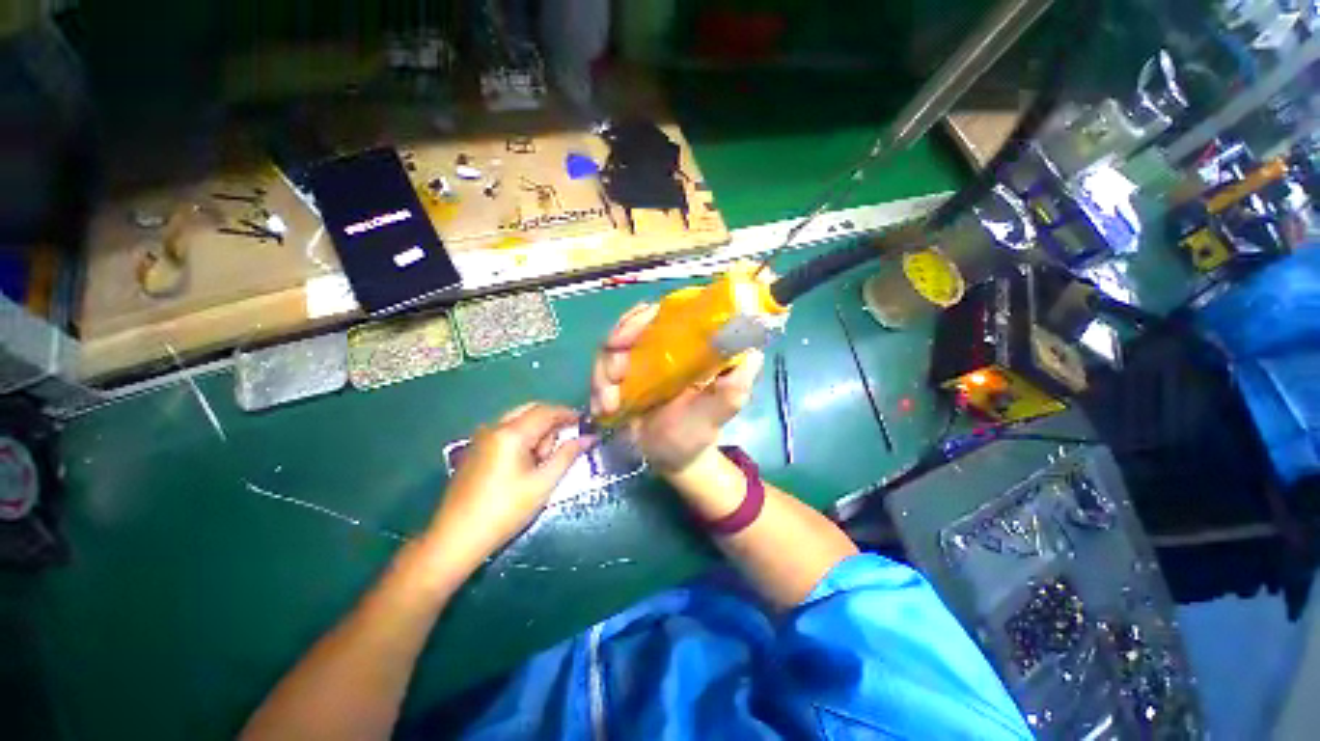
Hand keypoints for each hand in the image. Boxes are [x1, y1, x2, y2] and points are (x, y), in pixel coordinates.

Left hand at [428, 404, 592, 567]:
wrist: (456, 538)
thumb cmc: (506, 510)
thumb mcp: (544, 483)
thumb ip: (568, 455)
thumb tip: (589, 437)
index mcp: (511, 433)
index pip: (546, 411)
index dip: (568, 414)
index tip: (585, 422)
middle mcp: (494, 427)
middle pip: (531, 410)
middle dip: (552, 422)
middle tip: (565, 442)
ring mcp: (482, 437)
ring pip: (519, 420)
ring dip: (537, 431)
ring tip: (543, 460)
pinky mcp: (476, 449)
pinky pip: (506, 431)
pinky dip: (522, 438)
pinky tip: (525, 463)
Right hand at [590, 303, 762, 473]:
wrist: (674, 459)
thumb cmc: (699, 431)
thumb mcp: (721, 410)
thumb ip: (736, 385)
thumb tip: (753, 354)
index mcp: (685, 346)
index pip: (663, 313)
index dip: (643, 316)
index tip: (629, 334)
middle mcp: (659, 348)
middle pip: (630, 326)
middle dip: (616, 344)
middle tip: (615, 372)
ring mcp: (637, 363)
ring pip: (609, 349)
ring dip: (603, 372)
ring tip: (610, 402)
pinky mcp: (620, 381)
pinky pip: (600, 373)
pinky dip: (596, 388)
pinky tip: (603, 408)